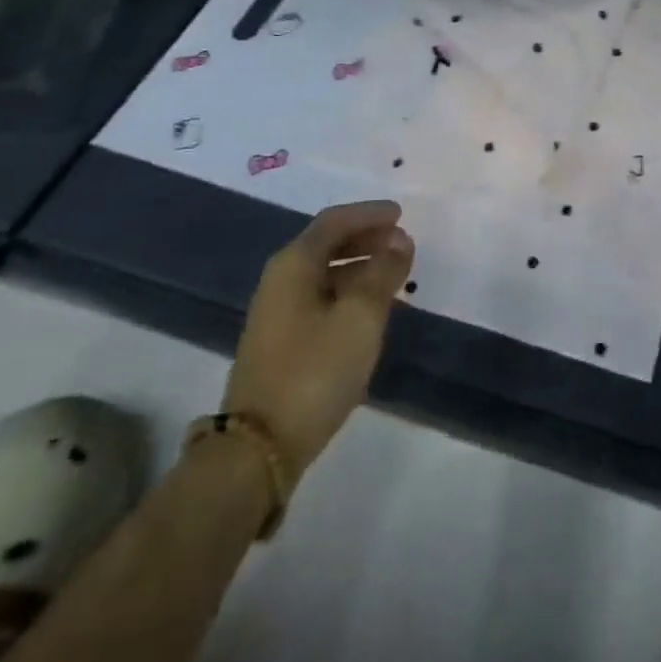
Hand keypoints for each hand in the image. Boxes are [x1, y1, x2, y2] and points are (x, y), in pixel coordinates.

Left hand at [221, 200, 414, 483]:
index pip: (334, 222)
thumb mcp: (360, 316)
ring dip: (360, 266)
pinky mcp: (281, 342)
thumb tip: (399, 240)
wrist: (258, 448)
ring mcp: (277, 313)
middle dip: (366, 238)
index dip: (369, 213)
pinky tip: (371, 309)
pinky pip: (321, 298)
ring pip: (325, 273)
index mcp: (294, 265)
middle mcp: (280, 281)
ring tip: (395, 274)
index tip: (401, 213)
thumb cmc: (314, 370)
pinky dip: (349, 292)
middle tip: (402, 242)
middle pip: (327, 244)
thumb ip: (383, 272)